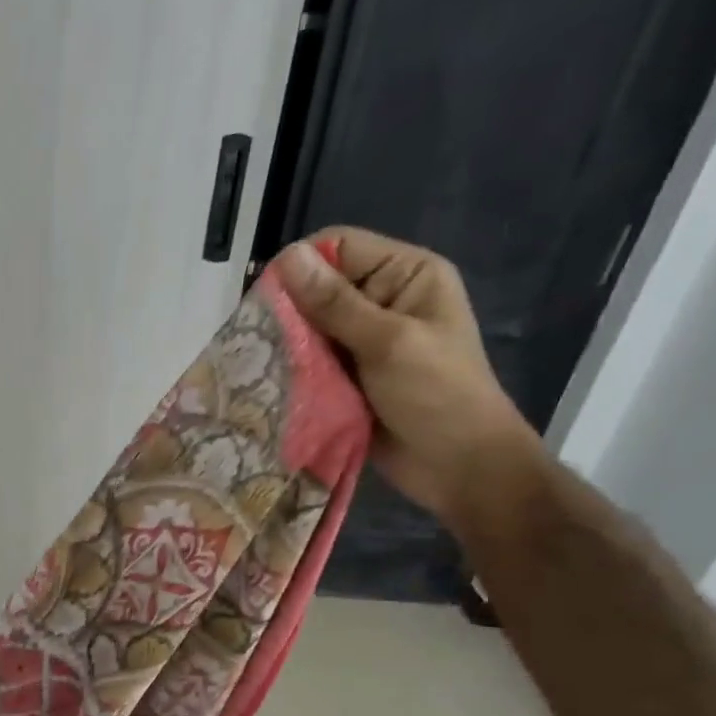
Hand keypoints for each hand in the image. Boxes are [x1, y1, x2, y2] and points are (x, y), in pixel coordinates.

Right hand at [272, 226, 543, 528]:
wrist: (458, 467)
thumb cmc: (437, 396)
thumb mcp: (388, 342)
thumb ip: (335, 303)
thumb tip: (287, 257)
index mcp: (406, 275)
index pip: (340, 248)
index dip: (300, 266)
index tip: (265, 300)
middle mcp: (381, 301)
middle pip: (318, 289)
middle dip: (287, 311)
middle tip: (257, 340)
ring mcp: (362, 342)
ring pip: (308, 329)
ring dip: (286, 345)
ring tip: (260, 365)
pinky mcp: (346, 377)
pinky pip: (309, 363)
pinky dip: (291, 371)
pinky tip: (271, 383)